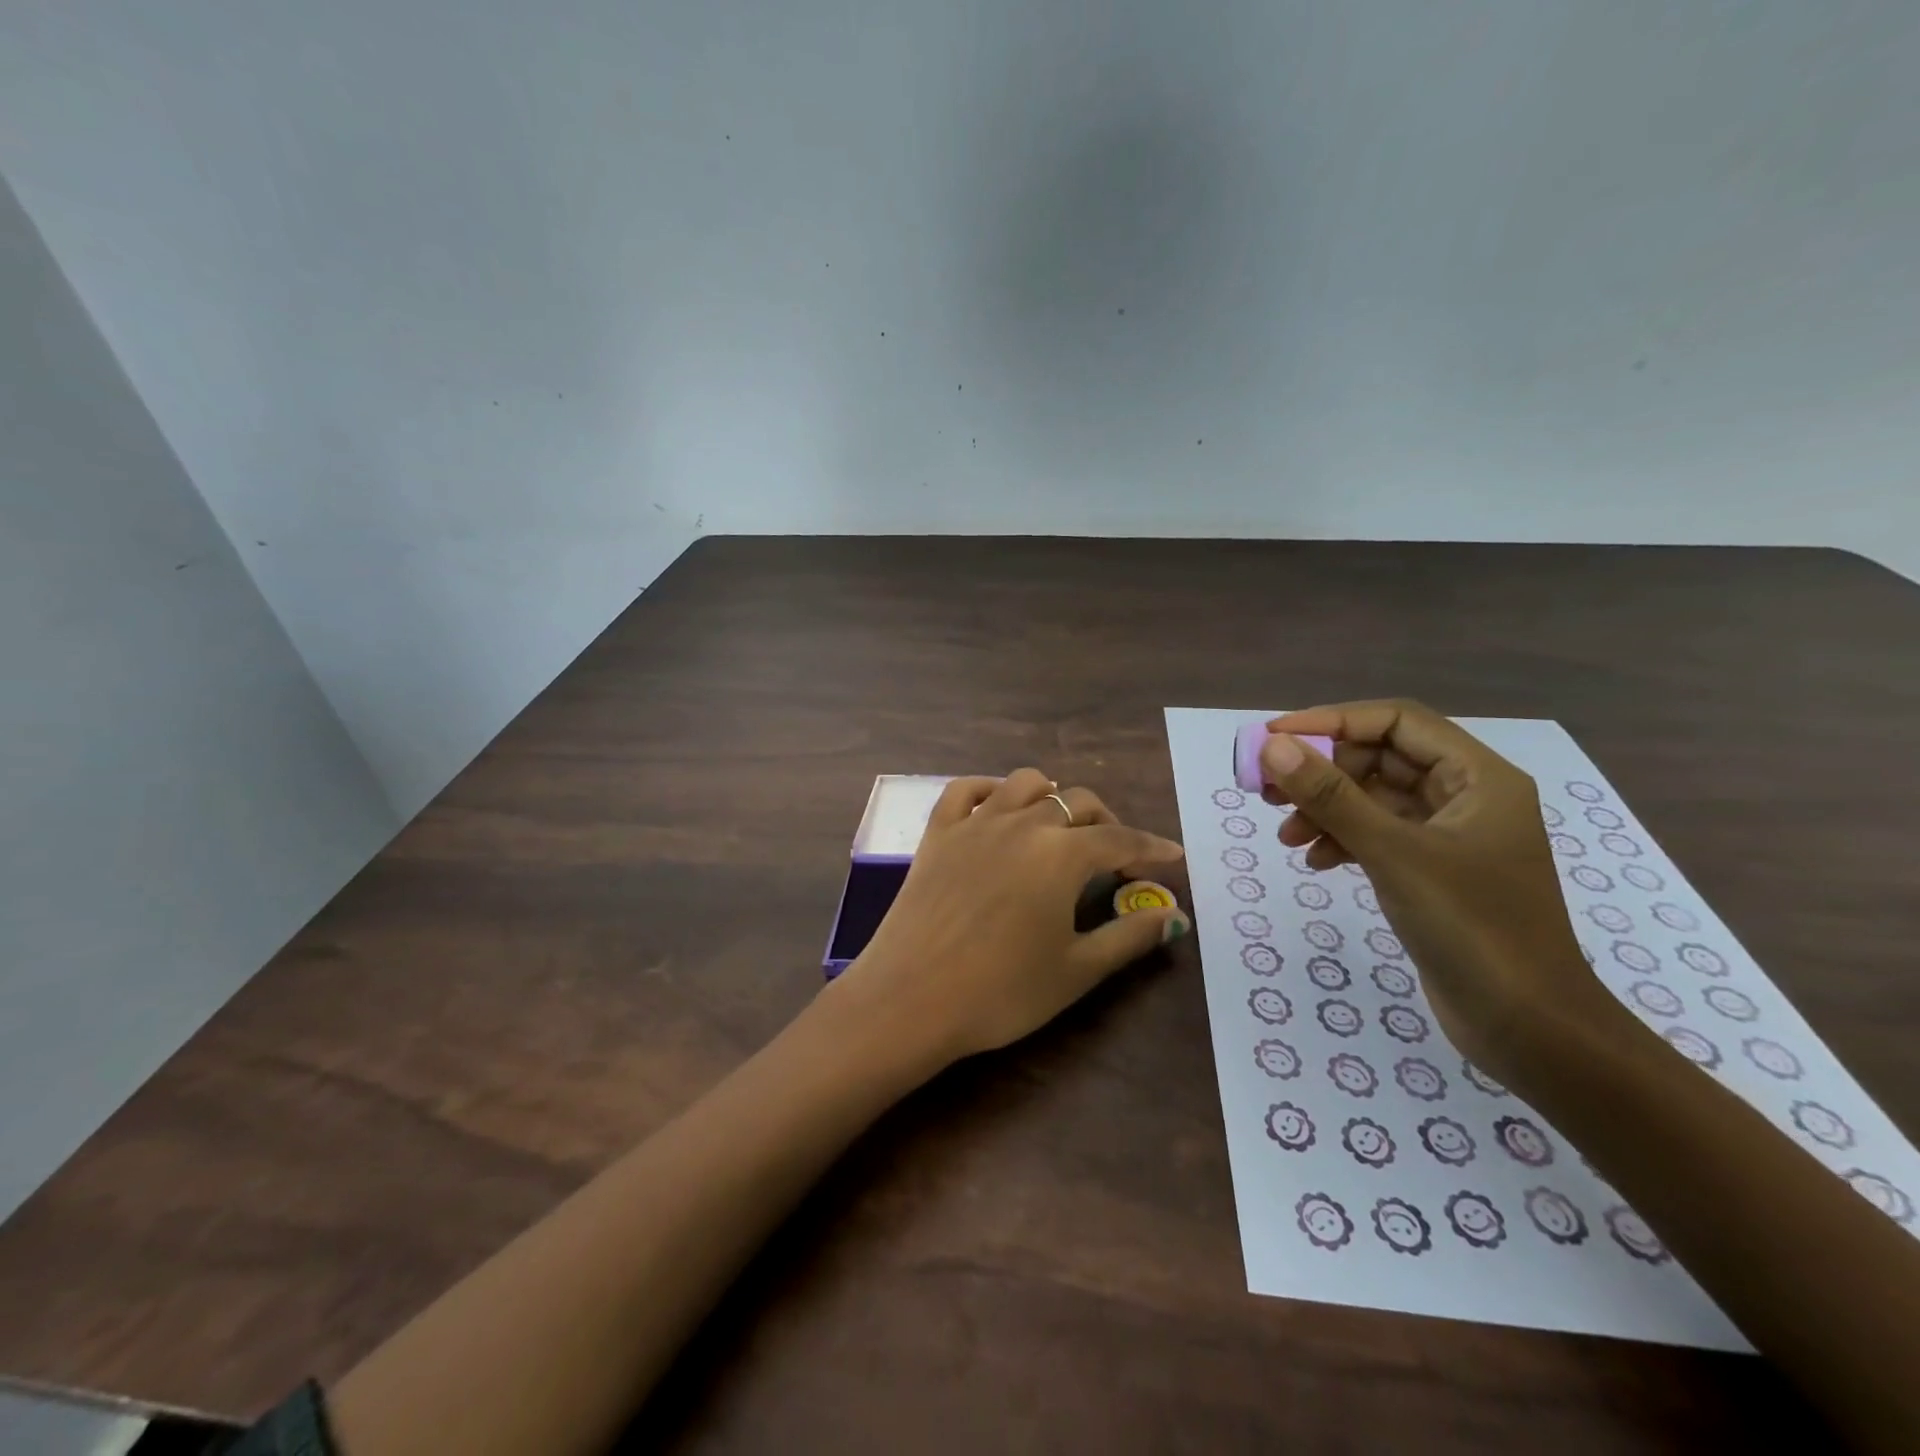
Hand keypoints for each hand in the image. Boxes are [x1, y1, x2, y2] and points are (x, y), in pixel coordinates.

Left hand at [827, 769, 1187, 1069]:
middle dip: (1107, 823)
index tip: (1172, 857)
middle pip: (1077, 802)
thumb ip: (1130, 936)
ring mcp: (974, 822)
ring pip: (1025, 783)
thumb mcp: (1076, 970)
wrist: (910, 999)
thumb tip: (1174, 915)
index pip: (1120, 840)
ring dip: (1052, 796)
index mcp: (1061, 854)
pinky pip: (965, 789)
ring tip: (1059, 826)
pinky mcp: (937, 832)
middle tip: (1115, 858)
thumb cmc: (1001, 992)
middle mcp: (1022, 823)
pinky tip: (997, 808)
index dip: (1151, 848)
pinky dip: (989, 790)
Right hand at [1259, 701, 1622, 1083]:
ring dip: (1326, 809)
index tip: (1275, 738)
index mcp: (1478, 778)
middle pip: (1380, 759)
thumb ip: (1332, 797)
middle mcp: (1467, 797)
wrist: (1530, 1029)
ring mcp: (1451, 837)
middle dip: (1322, 771)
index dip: (1332, 721)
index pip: (1396, 721)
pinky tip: (1316, 861)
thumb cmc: (1473, 928)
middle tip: (1267, 790)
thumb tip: (1274, 747)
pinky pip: (1378, 835)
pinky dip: (1342, 840)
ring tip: (1286, 835)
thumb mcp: (1394, 855)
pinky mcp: (1434, 872)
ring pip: (1374, 799)